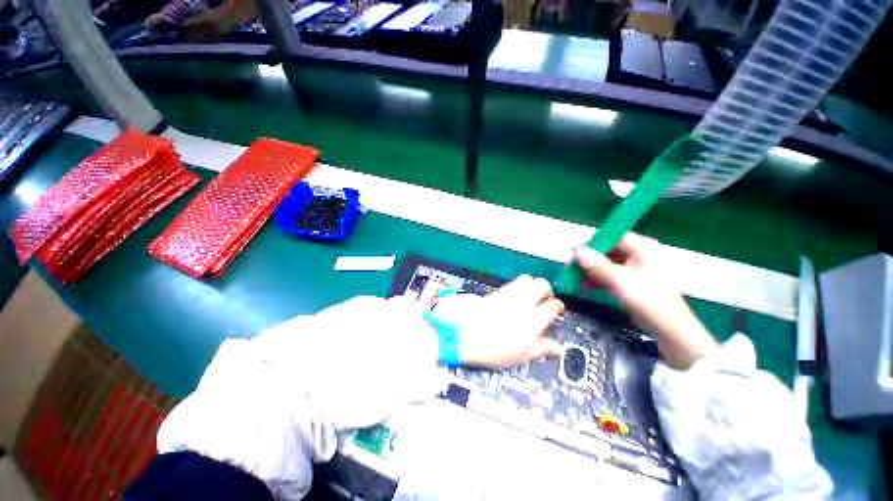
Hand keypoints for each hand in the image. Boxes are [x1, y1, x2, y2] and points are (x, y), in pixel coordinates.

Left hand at [437, 275, 565, 367]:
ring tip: (531, 296)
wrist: (463, 334)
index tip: (556, 311)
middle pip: (541, 284)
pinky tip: (515, 297)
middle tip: (545, 300)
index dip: (557, 307)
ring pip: (527, 279)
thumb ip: (541, 349)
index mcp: (532, 320)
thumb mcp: (519, 355)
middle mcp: (522, 302)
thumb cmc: (491, 349)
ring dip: (533, 285)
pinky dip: (519, 286)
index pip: (553, 305)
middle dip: (547, 290)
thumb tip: (557, 348)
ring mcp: (508, 294)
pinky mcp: (497, 291)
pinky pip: (512, 283)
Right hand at [573, 233, 716, 369]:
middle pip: (608, 249)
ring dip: (591, 269)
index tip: (575, 251)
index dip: (592, 242)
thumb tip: (577, 250)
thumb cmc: (647, 298)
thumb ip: (596, 264)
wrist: (668, 328)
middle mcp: (640, 254)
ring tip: (575, 277)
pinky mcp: (633, 282)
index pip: (613, 236)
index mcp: (643, 247)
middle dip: (589, 258)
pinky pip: (611, 274)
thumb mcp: (619, 279)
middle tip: (572, 266)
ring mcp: (636, 268)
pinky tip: (585, 285)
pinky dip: (598, 278)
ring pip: (607, 263)